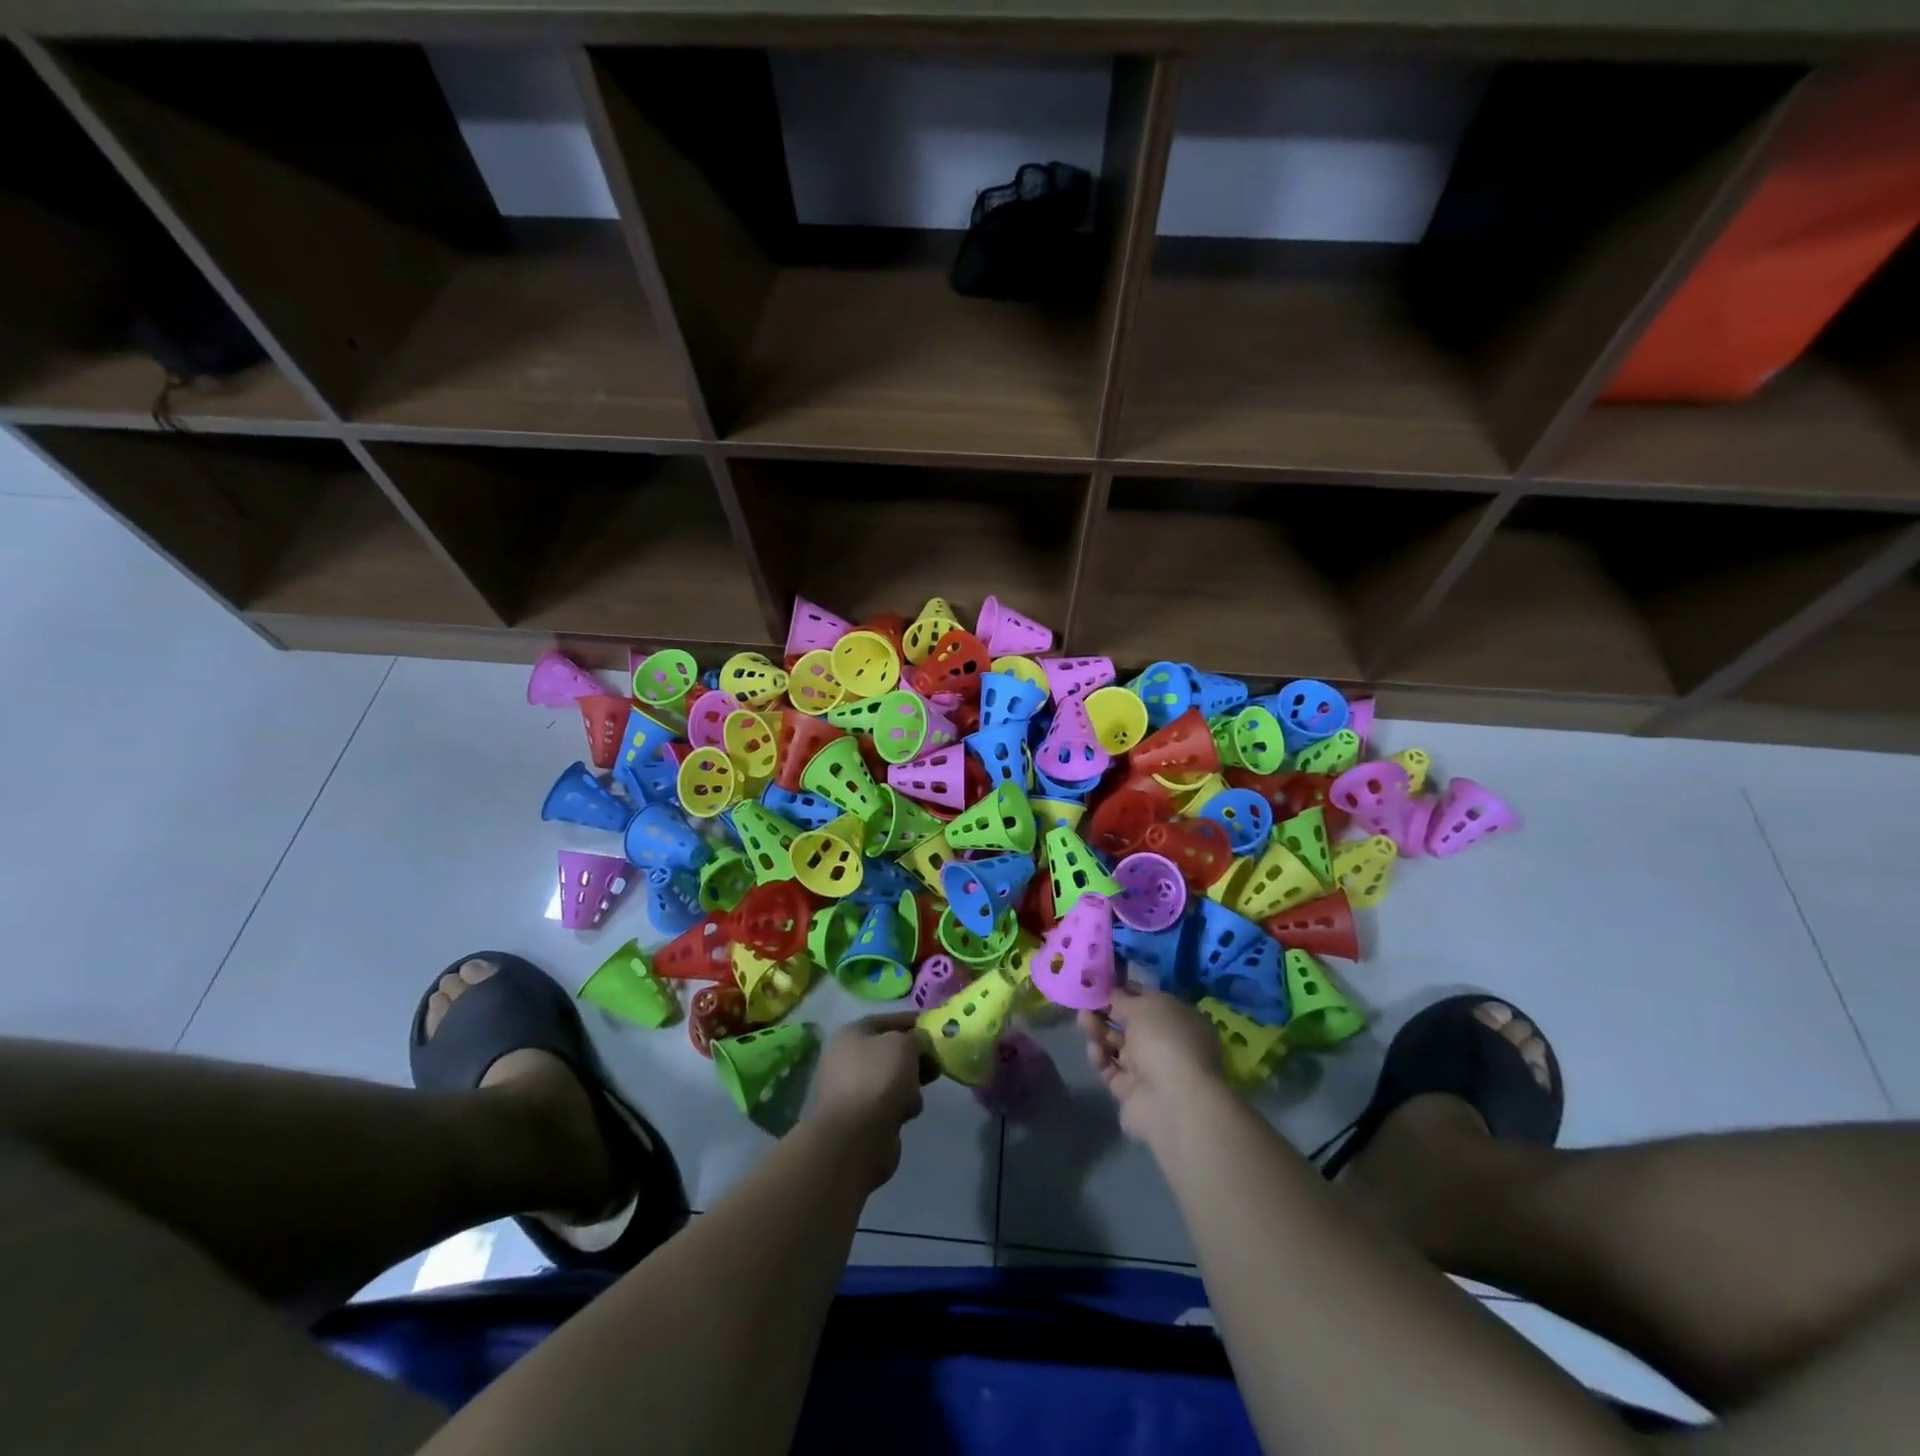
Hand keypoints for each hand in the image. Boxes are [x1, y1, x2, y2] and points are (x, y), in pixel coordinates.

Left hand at [806, 1013, 935, 1188]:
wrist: (856, 1138)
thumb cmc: (878, 1079)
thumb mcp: (904, 1045)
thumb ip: (916, 1038)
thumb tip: (918, 1044)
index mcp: (851, 1034)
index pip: (887, 1020)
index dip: (912, 1021)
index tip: (935, 1027)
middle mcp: (846, 1058)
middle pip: (889, 1050)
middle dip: (914, 1056)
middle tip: (936, 1061)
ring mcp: (851, 1089)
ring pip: (891, 1078)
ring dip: (909, 1083)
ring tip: (918, 1091)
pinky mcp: (860, 1117)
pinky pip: (888, 1102)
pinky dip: (900, 1105)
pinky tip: (908, 1112)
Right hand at [1080, 985, 1226, 1140]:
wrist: (1172, 1101)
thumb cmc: (1164, 1040)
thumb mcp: (1142, 1007)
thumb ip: (1123, 999)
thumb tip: (1113, 994)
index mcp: (1180, 1019)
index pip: (1149, 1000)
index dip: (1125, 991)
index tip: (1100, 983)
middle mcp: (1167, 1043)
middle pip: (1130, 1024)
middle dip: (1107, 1011)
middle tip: (1085, 1002)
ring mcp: (1150, 1069)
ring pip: (1117, 1045)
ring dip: (1099, 1031)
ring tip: (1083, 1021)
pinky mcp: (1131, 1092)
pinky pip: (1111, 1069)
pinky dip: (1101, 1057)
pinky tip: (1094, 1049)